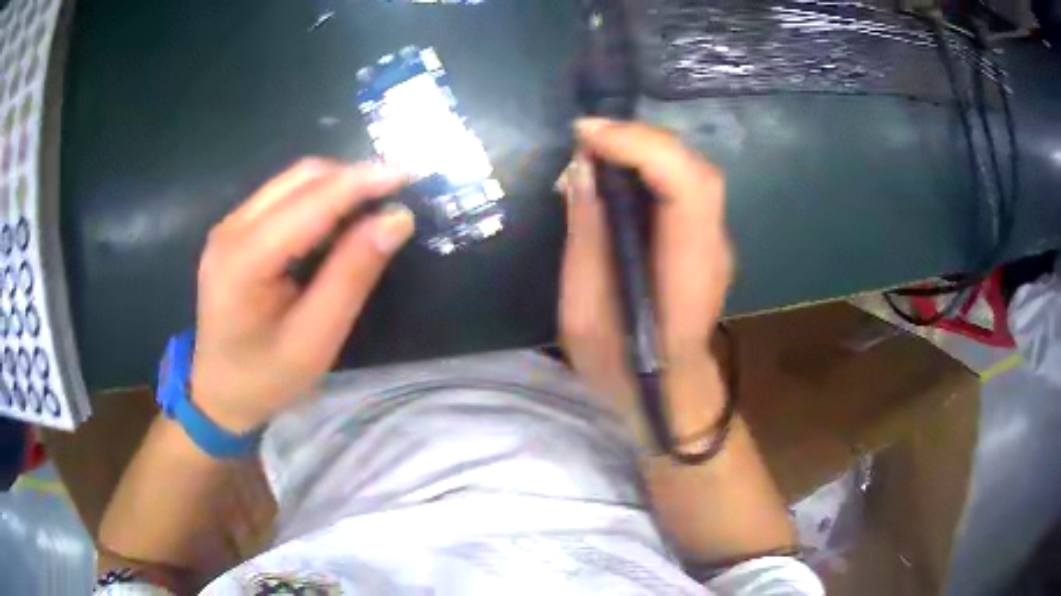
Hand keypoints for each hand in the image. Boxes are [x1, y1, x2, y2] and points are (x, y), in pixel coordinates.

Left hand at [191, 159, 413, 432]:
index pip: (309, 203)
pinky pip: (282, 195)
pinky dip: (318, 196)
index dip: (360, 182)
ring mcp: (229, 225)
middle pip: (300, 178)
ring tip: (374, 204)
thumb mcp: (315, 340)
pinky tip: (339, 218)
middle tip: (396, 193)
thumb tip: (395, 220)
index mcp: (244, 261)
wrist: (217, 392)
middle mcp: (231, 229)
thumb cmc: (266, 378)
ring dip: (337, 183)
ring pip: (292, 180)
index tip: (408, 174)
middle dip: (352, 176)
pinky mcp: (234, 229)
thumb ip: (352, 276)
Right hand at [558, 119, 733, 438]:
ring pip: (691, 171)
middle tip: (586, 137)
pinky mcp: (704, 238)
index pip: (688, 186)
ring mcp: (715, 241)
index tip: (585, 136)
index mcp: (687, 272)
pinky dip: (649, 166)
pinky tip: (617, 173)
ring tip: (596, 149)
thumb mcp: (583, 313)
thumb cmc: (620, 366)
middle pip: (695, 169)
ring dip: (644, 149)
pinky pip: (683, 185)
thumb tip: (582, 170)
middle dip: (639, 140)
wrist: (666, 392)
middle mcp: (713, 247)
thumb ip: (587, 238)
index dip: (640, 147)